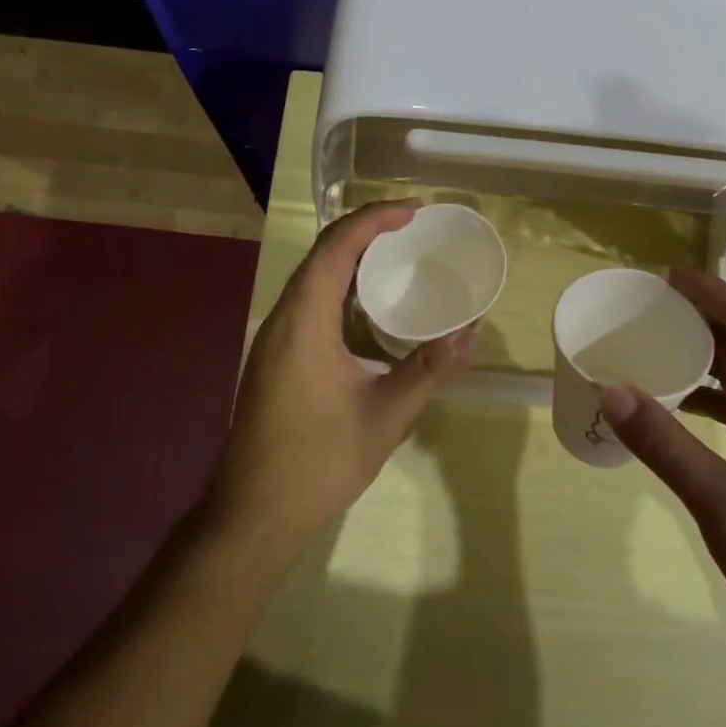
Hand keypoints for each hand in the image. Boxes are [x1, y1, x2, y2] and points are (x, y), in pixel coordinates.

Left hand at [206, 202, 477, 556]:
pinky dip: (339, 287)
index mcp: (303, 323)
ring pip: (311, 279)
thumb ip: (429, 369)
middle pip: (320, 255)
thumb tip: (472, 332)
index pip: (335, 248)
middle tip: (412, 227)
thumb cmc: (319, 462)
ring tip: (396, 256)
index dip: (373, 219)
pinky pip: (308, 303)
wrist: (253, 514)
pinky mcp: (273, 358)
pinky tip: (368, 307)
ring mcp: (272, 340)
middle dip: (365, 230)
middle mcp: (282, 320)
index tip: (414, 211)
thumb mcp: (386, 416)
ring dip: (351, 258)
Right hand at [599, 271, 725, 658]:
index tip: (669, 276)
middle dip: (705, 318)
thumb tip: (612, 391)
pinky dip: (711, 395)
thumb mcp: (721, 501)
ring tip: (658, 341)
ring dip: (707, 355)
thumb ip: (665, 445)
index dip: (713, 295)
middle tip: (653, 304)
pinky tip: (678, 401)